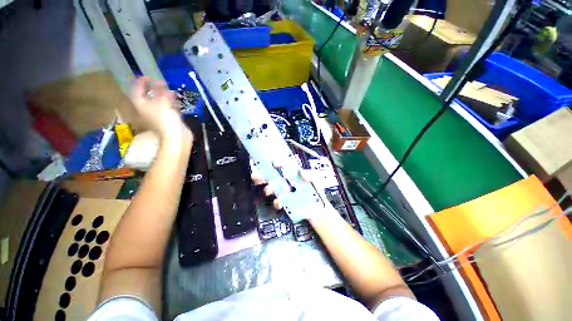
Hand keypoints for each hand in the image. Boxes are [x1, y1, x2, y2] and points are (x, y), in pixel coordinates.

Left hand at [129, 76, 190, 139]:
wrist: (175, 136)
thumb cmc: (165, 119)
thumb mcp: (161, 103)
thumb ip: (160, 92)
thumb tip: (160, 83)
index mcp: (141, 105)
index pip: (137, 90)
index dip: (141, 82)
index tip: (148, 76)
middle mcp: (146, 109)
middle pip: (147, 96)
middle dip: (154, 89)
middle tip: (161, 83)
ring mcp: (157, 114)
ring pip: (158, 102)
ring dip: (163, 96)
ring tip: (170, 91)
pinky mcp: (167, 119)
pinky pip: (166, 107)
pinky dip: (170, 103)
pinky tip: (175, 101)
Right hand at [251, 164, 334, 215]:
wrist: (318, 208)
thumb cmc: (317, 190)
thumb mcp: (316, 180)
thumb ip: (310, 175)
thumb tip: (301, 172)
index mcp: (293, 173)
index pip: (283, 166)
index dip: (277, 163)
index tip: (273, 163)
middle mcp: (287, 181)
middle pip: (272, 176)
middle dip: (262, 175)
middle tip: (255, 176)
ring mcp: (285, 192)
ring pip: (273, 188)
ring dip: (269, 189)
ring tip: (268, 191)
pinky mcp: (285, 202)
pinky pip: (278, 201)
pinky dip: (277, 202)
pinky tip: (279, 203)